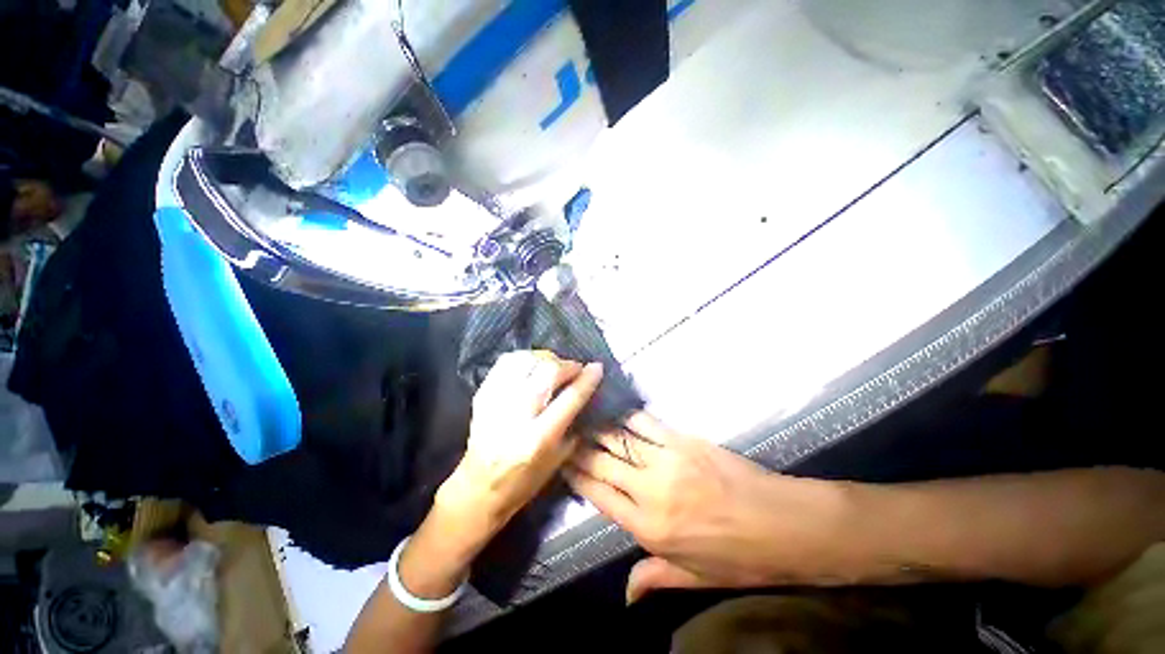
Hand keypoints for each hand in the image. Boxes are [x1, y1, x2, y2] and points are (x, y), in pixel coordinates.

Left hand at [435, 351, 602, 552]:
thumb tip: (585, 392)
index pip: (570, 398)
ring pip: (526, 361)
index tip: (597, 367)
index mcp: (539, 438)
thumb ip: (573, 424)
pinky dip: (524, 357)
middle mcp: (517, 416)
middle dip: (567, 365)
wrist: (478, 487)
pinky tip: (533, 364)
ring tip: (554, 364)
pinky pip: (506, 362)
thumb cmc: (524, 480)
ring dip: (546, 358)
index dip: (587, 379)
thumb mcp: (558, 460)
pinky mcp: (482, 394)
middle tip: (575, 368)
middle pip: (547, 373)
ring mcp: (496, 402)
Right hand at [567, 412, 849, 602]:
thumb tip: (625, 594)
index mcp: (648, 528)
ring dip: (600, 429)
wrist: (784, 525)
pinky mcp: (684, 442)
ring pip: (620, 439)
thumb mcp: (696, 578)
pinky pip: (647, 424)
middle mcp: (650, 491)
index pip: (599, 495)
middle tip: (567, 434)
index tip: (562, 462)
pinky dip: (629, 418)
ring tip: (586, 419)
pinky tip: (620, 412)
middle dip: (581, 448)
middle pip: (603, 463)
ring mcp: (667, 461)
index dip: (577, 476)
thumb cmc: (740, 557)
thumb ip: (655, 578)